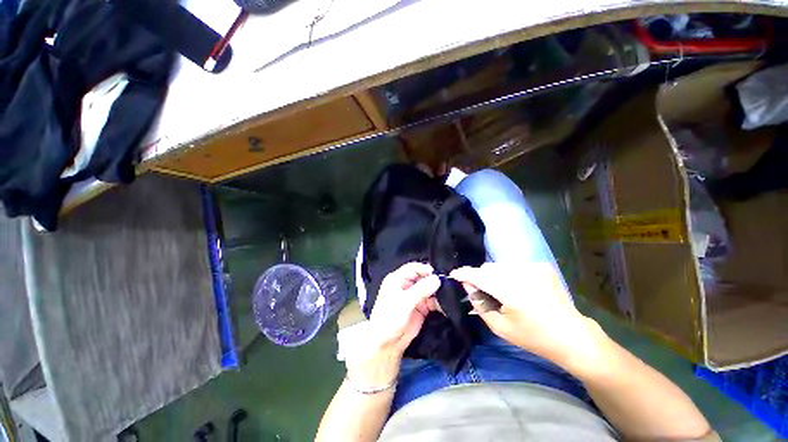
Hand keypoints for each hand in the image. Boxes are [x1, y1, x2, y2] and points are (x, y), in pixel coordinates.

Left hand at [346, 262, 439, 385]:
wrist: (387, 344)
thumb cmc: (390, 318)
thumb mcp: (404, 302)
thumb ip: (421, 290)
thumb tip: (437, 279)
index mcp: (397, 279)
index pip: (413, 268)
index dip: (424, 269)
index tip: (437, 274)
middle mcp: (406, 285)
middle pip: (423, 277)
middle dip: (433, 280)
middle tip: (446, 285)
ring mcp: (414, 296)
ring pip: (429, 288)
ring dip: (438, 292)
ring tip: (447, 296)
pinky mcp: (421, 307)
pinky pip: (432, 301)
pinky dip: (438, 302)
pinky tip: (444, 306)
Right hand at [450, 262, 604, 370]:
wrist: (572, 336)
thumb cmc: (534, 337)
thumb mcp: (500, 327)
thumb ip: (479, 303)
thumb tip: (467, 285)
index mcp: (511, 291)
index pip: (479, 275)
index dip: (464, 273)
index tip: (453, 274)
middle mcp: (522, 273)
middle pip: (489, 268)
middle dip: (480, 277)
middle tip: (482, 292)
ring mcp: (534, 267)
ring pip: (500, 266)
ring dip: (494, 276)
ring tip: (502, 292)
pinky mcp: (542, 266)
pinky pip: (514, 266)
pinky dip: (509, 275)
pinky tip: (518, 288)